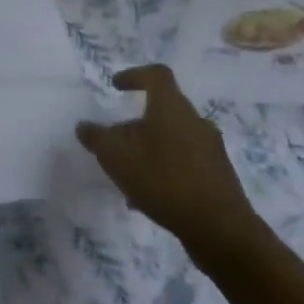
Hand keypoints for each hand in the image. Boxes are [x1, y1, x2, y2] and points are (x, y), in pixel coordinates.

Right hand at [76, 64, 264, 271]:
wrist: (219, 228)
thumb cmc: (163, 180)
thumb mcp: (116, 157)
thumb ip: (97, 138)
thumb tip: (84, 126)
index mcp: (172, 107)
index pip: (157, 75)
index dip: (135, 75)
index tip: (116, 86)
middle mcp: (195, 121)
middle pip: (164, 109)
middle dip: (137, 122)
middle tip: (116, 140)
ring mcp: (211, 149)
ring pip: (174, 138)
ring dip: (150, 148)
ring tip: (129, 174)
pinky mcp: (219, 175)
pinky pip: (185, 162)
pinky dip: (165, 169)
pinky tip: (150, 196)